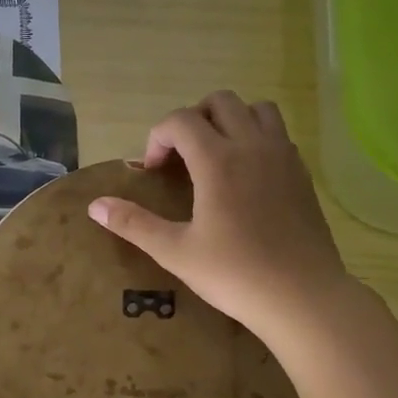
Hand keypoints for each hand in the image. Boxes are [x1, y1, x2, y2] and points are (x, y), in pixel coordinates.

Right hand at [87, 92, 350, 343]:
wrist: (301, 295)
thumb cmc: (233, 274)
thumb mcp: (174, 252)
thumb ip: (133, 223)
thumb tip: (95, 205)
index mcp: (218, 160)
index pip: (181, 120)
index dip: (158, 138)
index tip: (152, 172)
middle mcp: (253, 146)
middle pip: (220, 102)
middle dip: (192, 120)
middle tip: (179, 158)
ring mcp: (283, 157)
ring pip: (257, 109)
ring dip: (229, 121)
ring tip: (213, 157)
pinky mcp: (302, 173)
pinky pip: (277, 134)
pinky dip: (255, 139)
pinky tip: (244, 178)